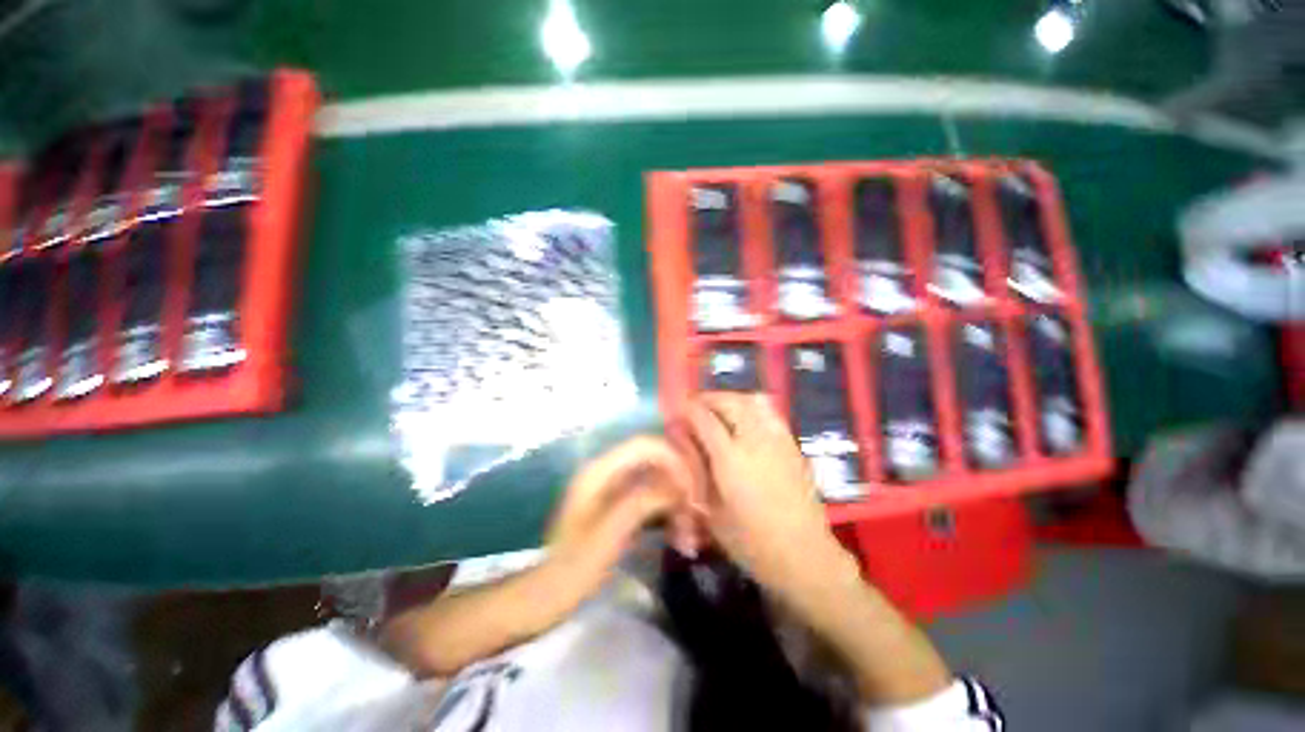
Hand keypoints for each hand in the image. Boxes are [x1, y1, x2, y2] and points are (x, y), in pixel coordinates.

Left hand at [544, 436, 698, 603]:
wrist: (549, 594)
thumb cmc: (576, 566)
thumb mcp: (609, 534)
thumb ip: (641, 501)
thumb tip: (676, 486)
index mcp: (599, 470)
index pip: (644, 445)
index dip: (672, 458)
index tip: (691, 487)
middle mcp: (606, 470)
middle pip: (652, 458)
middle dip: (676, 478)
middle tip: (696, 508)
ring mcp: (611, 486)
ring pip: (653, 476)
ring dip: (673, 495)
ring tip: (689, 523)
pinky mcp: (616, 503)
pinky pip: (649, 494)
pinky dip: (665, 507)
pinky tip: (677, 528)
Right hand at [681, 393, 850, 603]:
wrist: (804, 555)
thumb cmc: (752, 542)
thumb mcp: (712, 513)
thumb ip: (697, 474)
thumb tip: (683, 445)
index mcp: (730, 459)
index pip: (704, 418)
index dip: (688, 410)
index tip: (678, 411)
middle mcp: (754, 440)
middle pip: (729, 402)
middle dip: (709, 399)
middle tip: (696, 406)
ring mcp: (777, 440)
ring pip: (752, 401)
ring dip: (731, 399)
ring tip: (720, 408)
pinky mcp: (792, 445)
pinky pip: (770, 412)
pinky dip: (753, 406)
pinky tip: (746, 418)